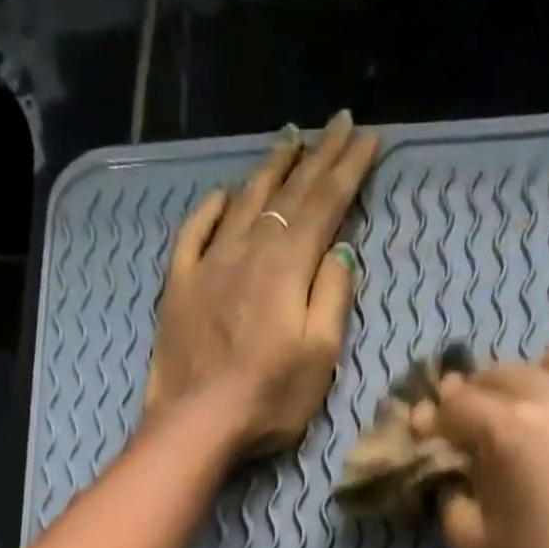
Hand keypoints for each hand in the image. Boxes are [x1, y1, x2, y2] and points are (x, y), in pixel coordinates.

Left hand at [145, 111, 379, 456]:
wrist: (196, 424)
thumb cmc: (268, 400)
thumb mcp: (319, 357)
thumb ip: (332, 297)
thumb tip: (340, 250)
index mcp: (288, 266)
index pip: (325, 204)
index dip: (349, 169)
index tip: (369, 137)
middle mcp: (248, 250)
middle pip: (288, 194)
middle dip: (317, 156)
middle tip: (337, 123)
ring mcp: (209, 264)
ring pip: (243, 202)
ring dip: (269, 169)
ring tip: (289, 139)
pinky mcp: (180, 286)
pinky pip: (195, 232)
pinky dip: (211, 208)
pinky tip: (223, 195)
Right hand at [420, 336, 548, 547]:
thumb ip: (453, 495)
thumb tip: (452, 470)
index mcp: (511, 431)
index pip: (457, 404)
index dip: (432, 420)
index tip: (421, 437)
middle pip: (504, 374)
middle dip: (473, 397)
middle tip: (460, 432)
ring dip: (532, 378)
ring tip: (523, 416)